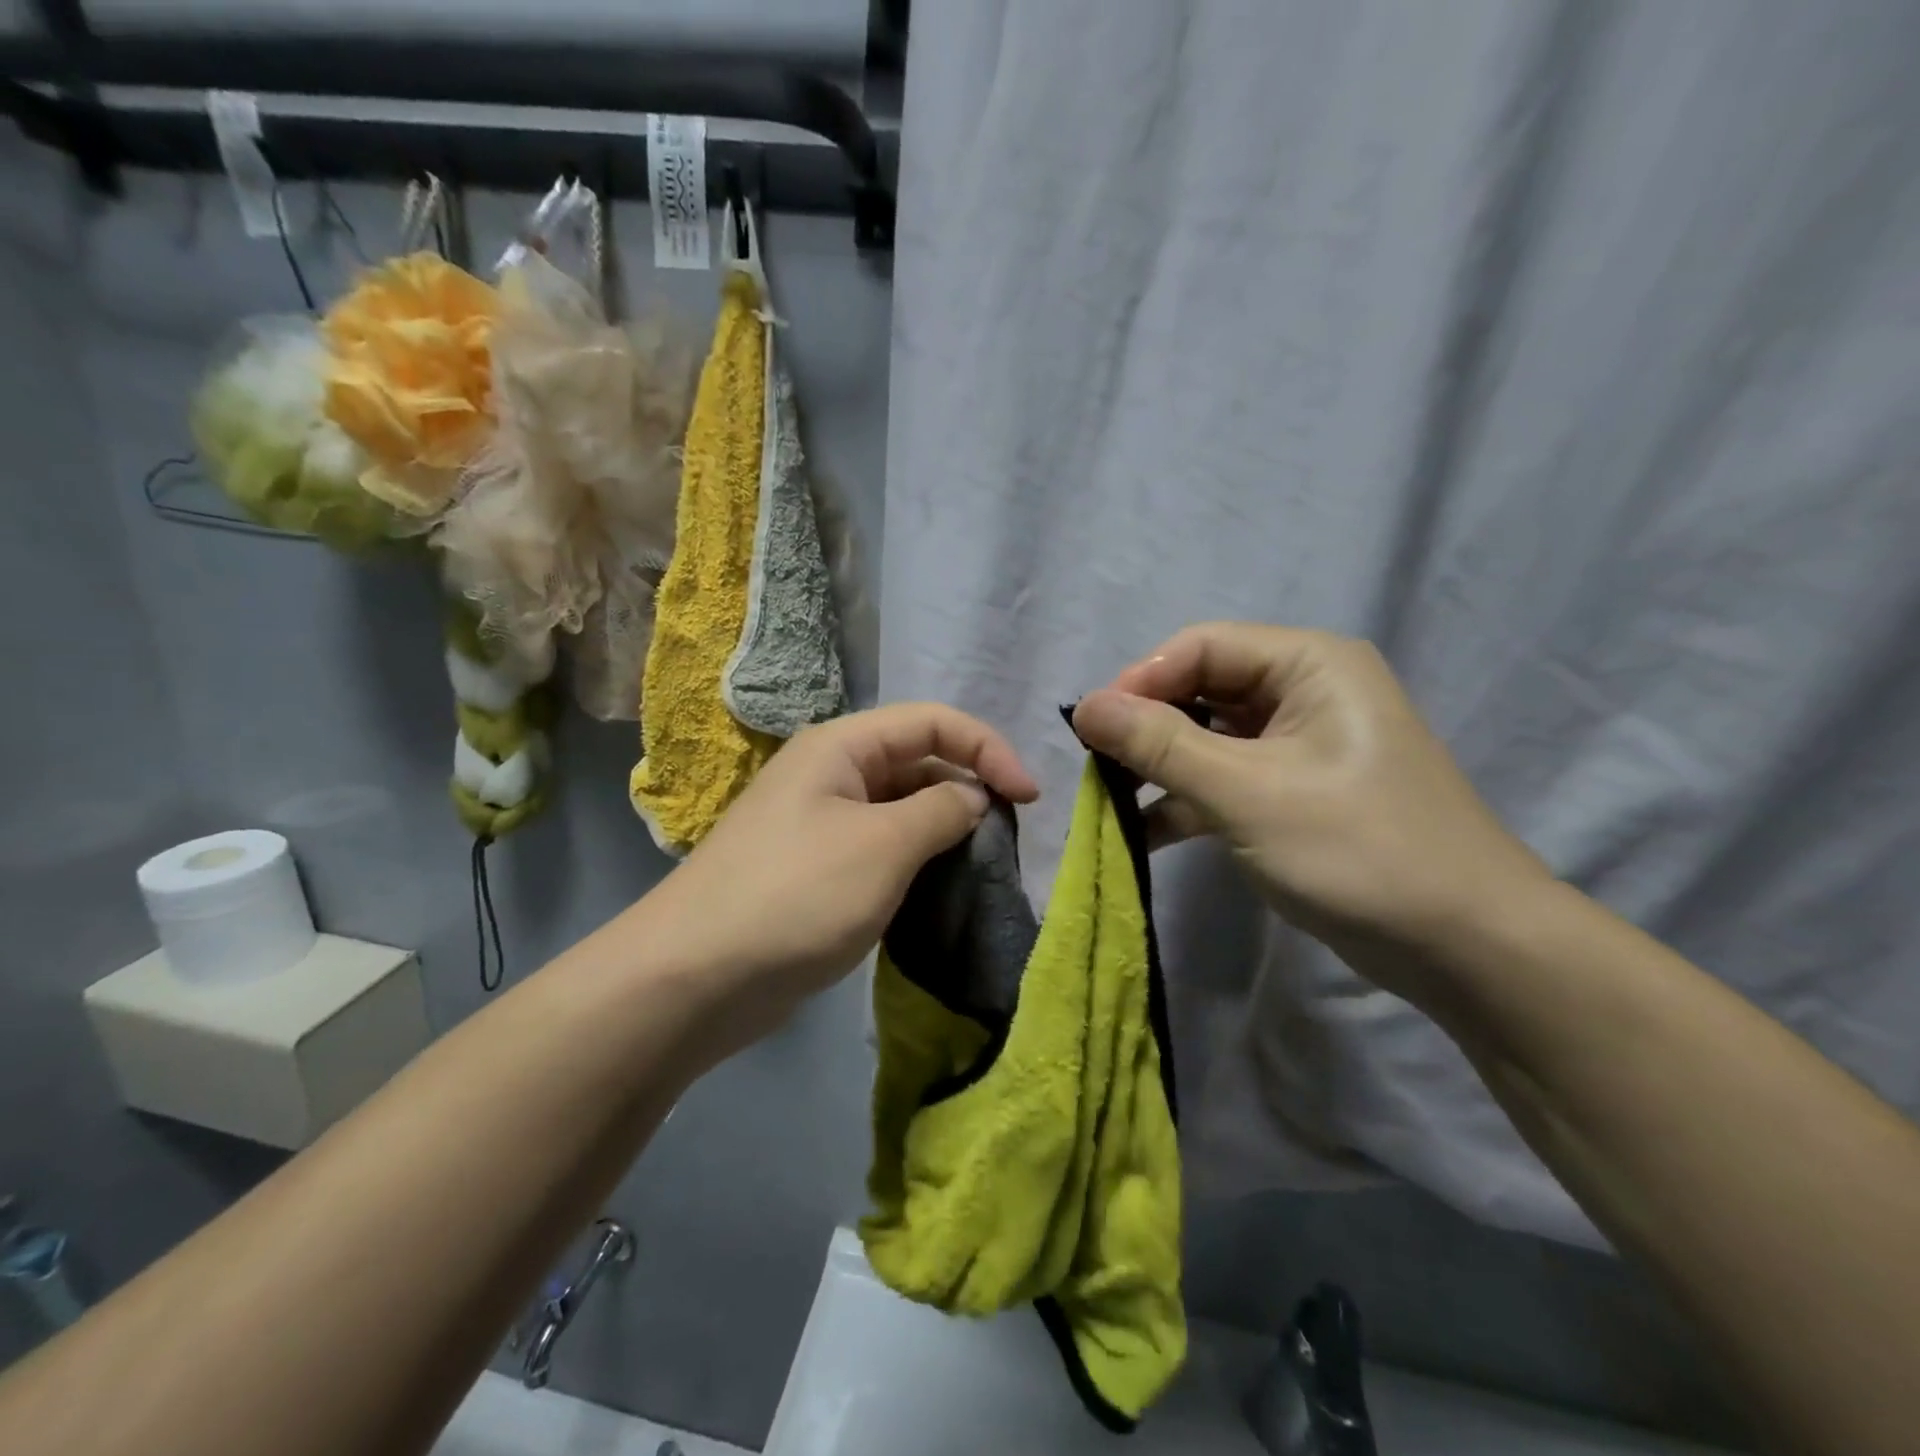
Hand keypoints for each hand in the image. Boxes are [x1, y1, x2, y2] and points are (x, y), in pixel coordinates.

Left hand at [653, 703, 1038, 1041]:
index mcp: (842, 747)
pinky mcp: (819, 869)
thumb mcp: (882, 846)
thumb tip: (973, 796)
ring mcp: (822, 823)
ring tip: (984, 865)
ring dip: (946, 828)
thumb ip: (940, 810)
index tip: (1030, 799)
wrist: (693, 979)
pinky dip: (918, 860)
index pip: (933, 722)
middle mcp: (832, 773)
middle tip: (1011, 837)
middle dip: (970, 787)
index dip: (988, 749)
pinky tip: (940, 888)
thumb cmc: (795, 895)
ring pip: (902, 808)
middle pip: (919, 761)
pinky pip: (883, 847)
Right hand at [1073, 623, 1550, 989]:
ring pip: (1206, 739)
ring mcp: (1298, 745)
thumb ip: (1161, 745)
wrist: (1466, 947)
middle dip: (1145, 727)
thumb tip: (1084, 706)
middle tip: (1096, 767)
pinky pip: (1223, 780)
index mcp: (1308, 664)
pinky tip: (1140, 832)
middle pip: (1200, 689)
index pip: (1200, 647)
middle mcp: (1304, 691)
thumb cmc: (1358, 850)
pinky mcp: (1292, 793)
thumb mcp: (1247, 792)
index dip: (1140, 681)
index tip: (1091, 730)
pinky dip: (1184, 801)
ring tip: (1107, 801)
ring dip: (1158, 768)